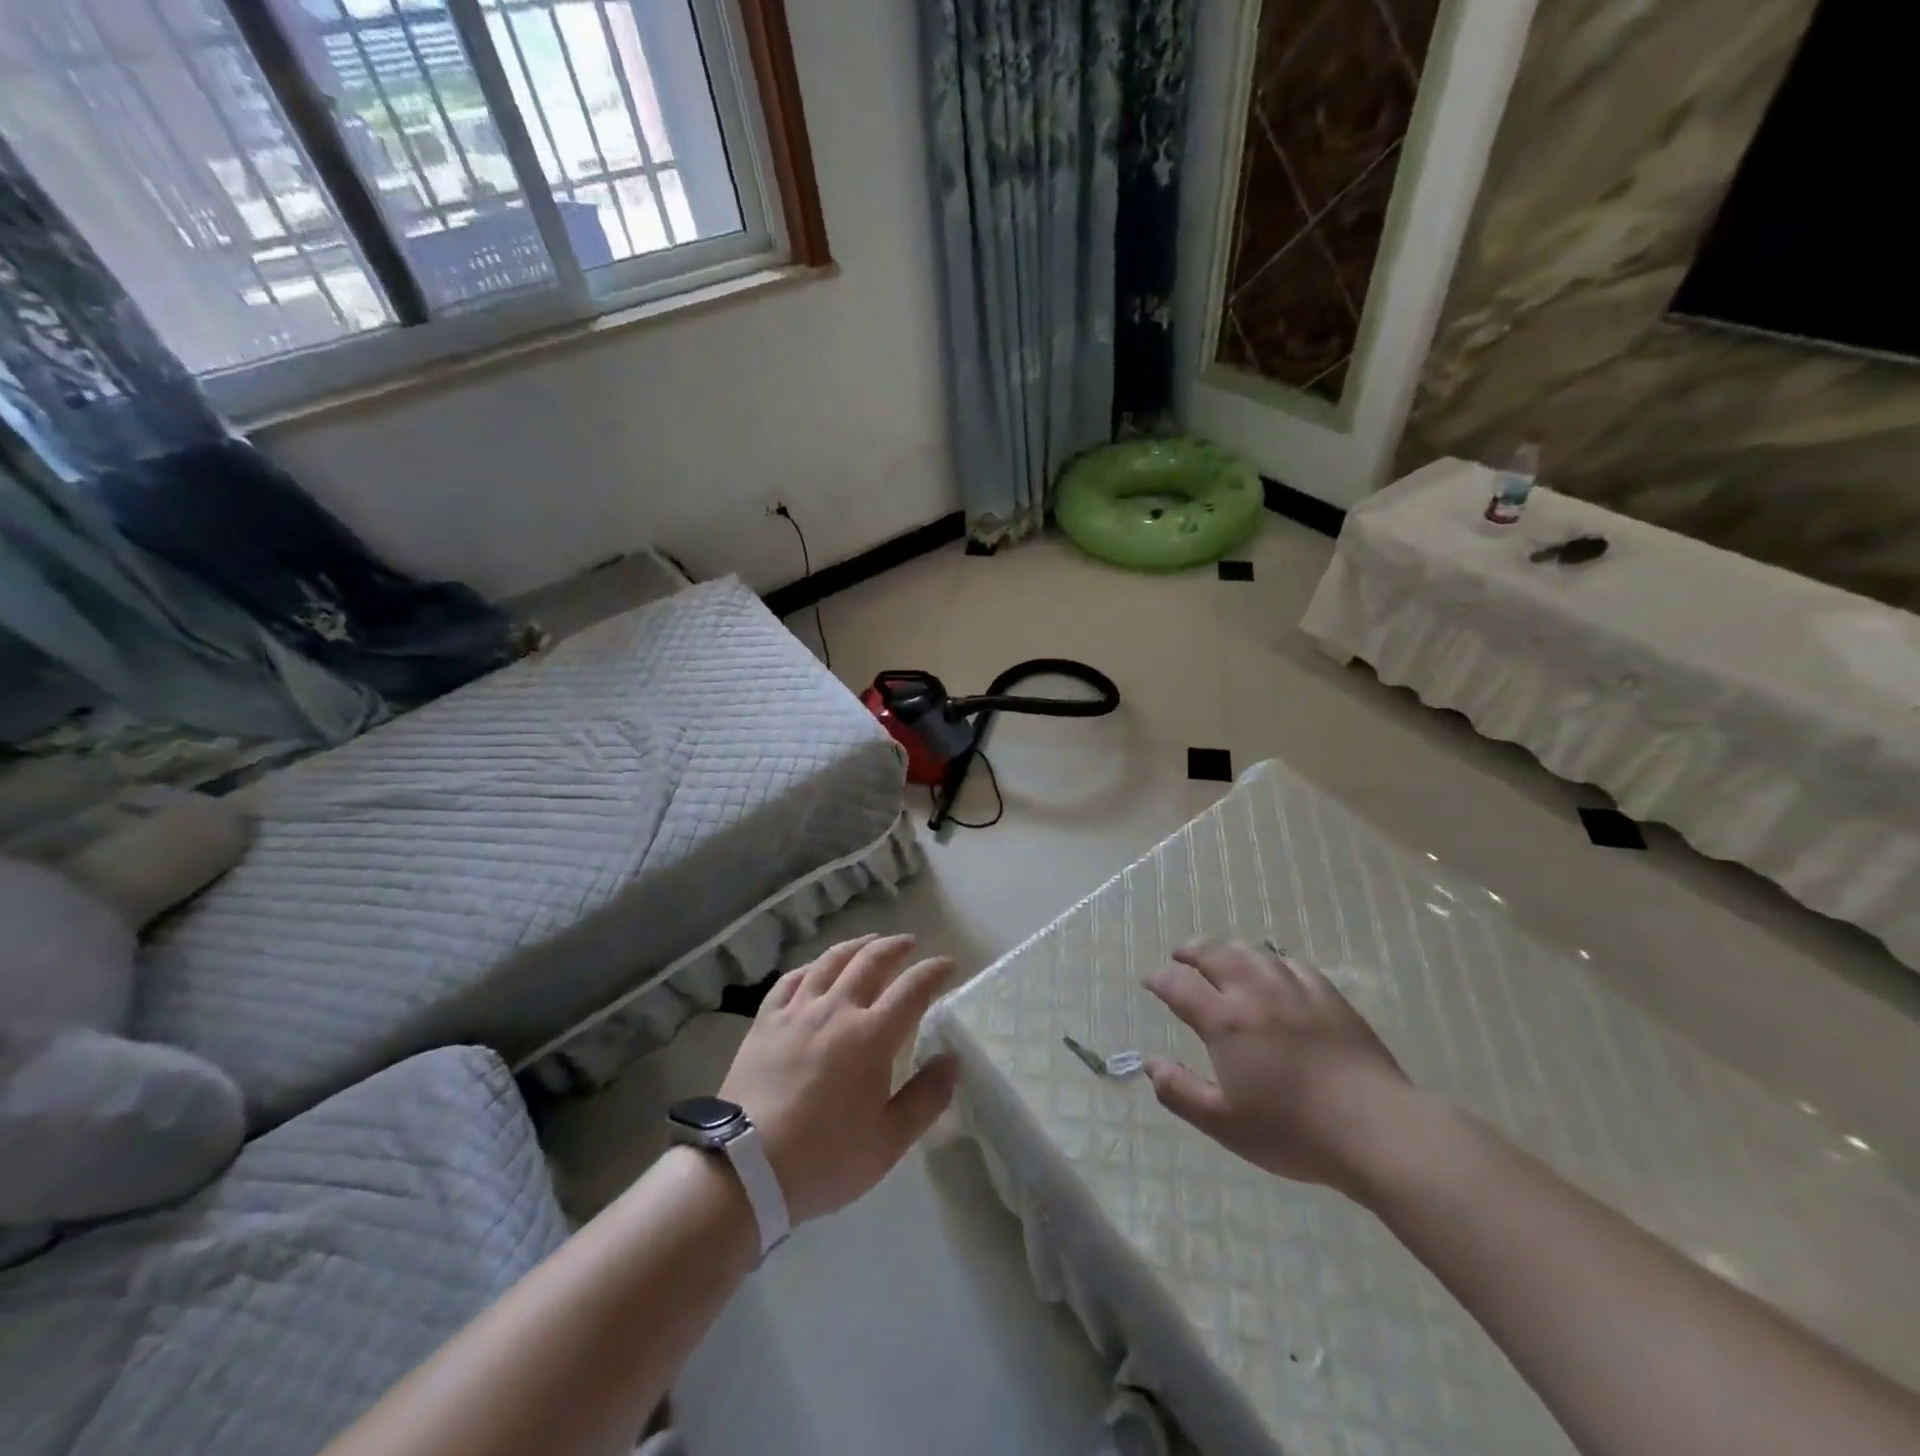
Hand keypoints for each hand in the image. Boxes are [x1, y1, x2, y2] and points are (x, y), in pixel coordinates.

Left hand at [719, 934, 957, 1223]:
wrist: (745, 1168)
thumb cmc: (824, 1158)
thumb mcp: (888, 1141)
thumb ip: (926, 1098)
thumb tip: (952, 1060)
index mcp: (872, 1036)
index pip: (912, 989)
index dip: (933, 972)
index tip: (948, 963)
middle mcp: (837, 1010)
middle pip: (870, 962)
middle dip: (895, 947)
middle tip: (909, 943)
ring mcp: (798, 1011)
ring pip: (830, 962)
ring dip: (855, 946)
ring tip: (869, 941)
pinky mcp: (766, 1022)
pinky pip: (790, 980)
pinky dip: (809, 968)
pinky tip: (814, 969)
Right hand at [1143, 939, 1418, 1197]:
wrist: (1376, 1129)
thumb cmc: (1294, 1131)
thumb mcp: (1225, 1124)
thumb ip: (1181, 1092)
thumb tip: (1150, 1064)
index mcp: (1225, 1021)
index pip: (1180, 986)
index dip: (1160, 980)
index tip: (1149, 981)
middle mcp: (1255, 993)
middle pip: (1215, 955)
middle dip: (1191, 951)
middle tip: (1179, 955)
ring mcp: (1295, 990)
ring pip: (1253, 952)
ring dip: (1228, 949)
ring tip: (1219, 954)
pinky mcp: (1328, 996)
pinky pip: (1291, 964)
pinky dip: (1271, 961)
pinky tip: (1272, 969)